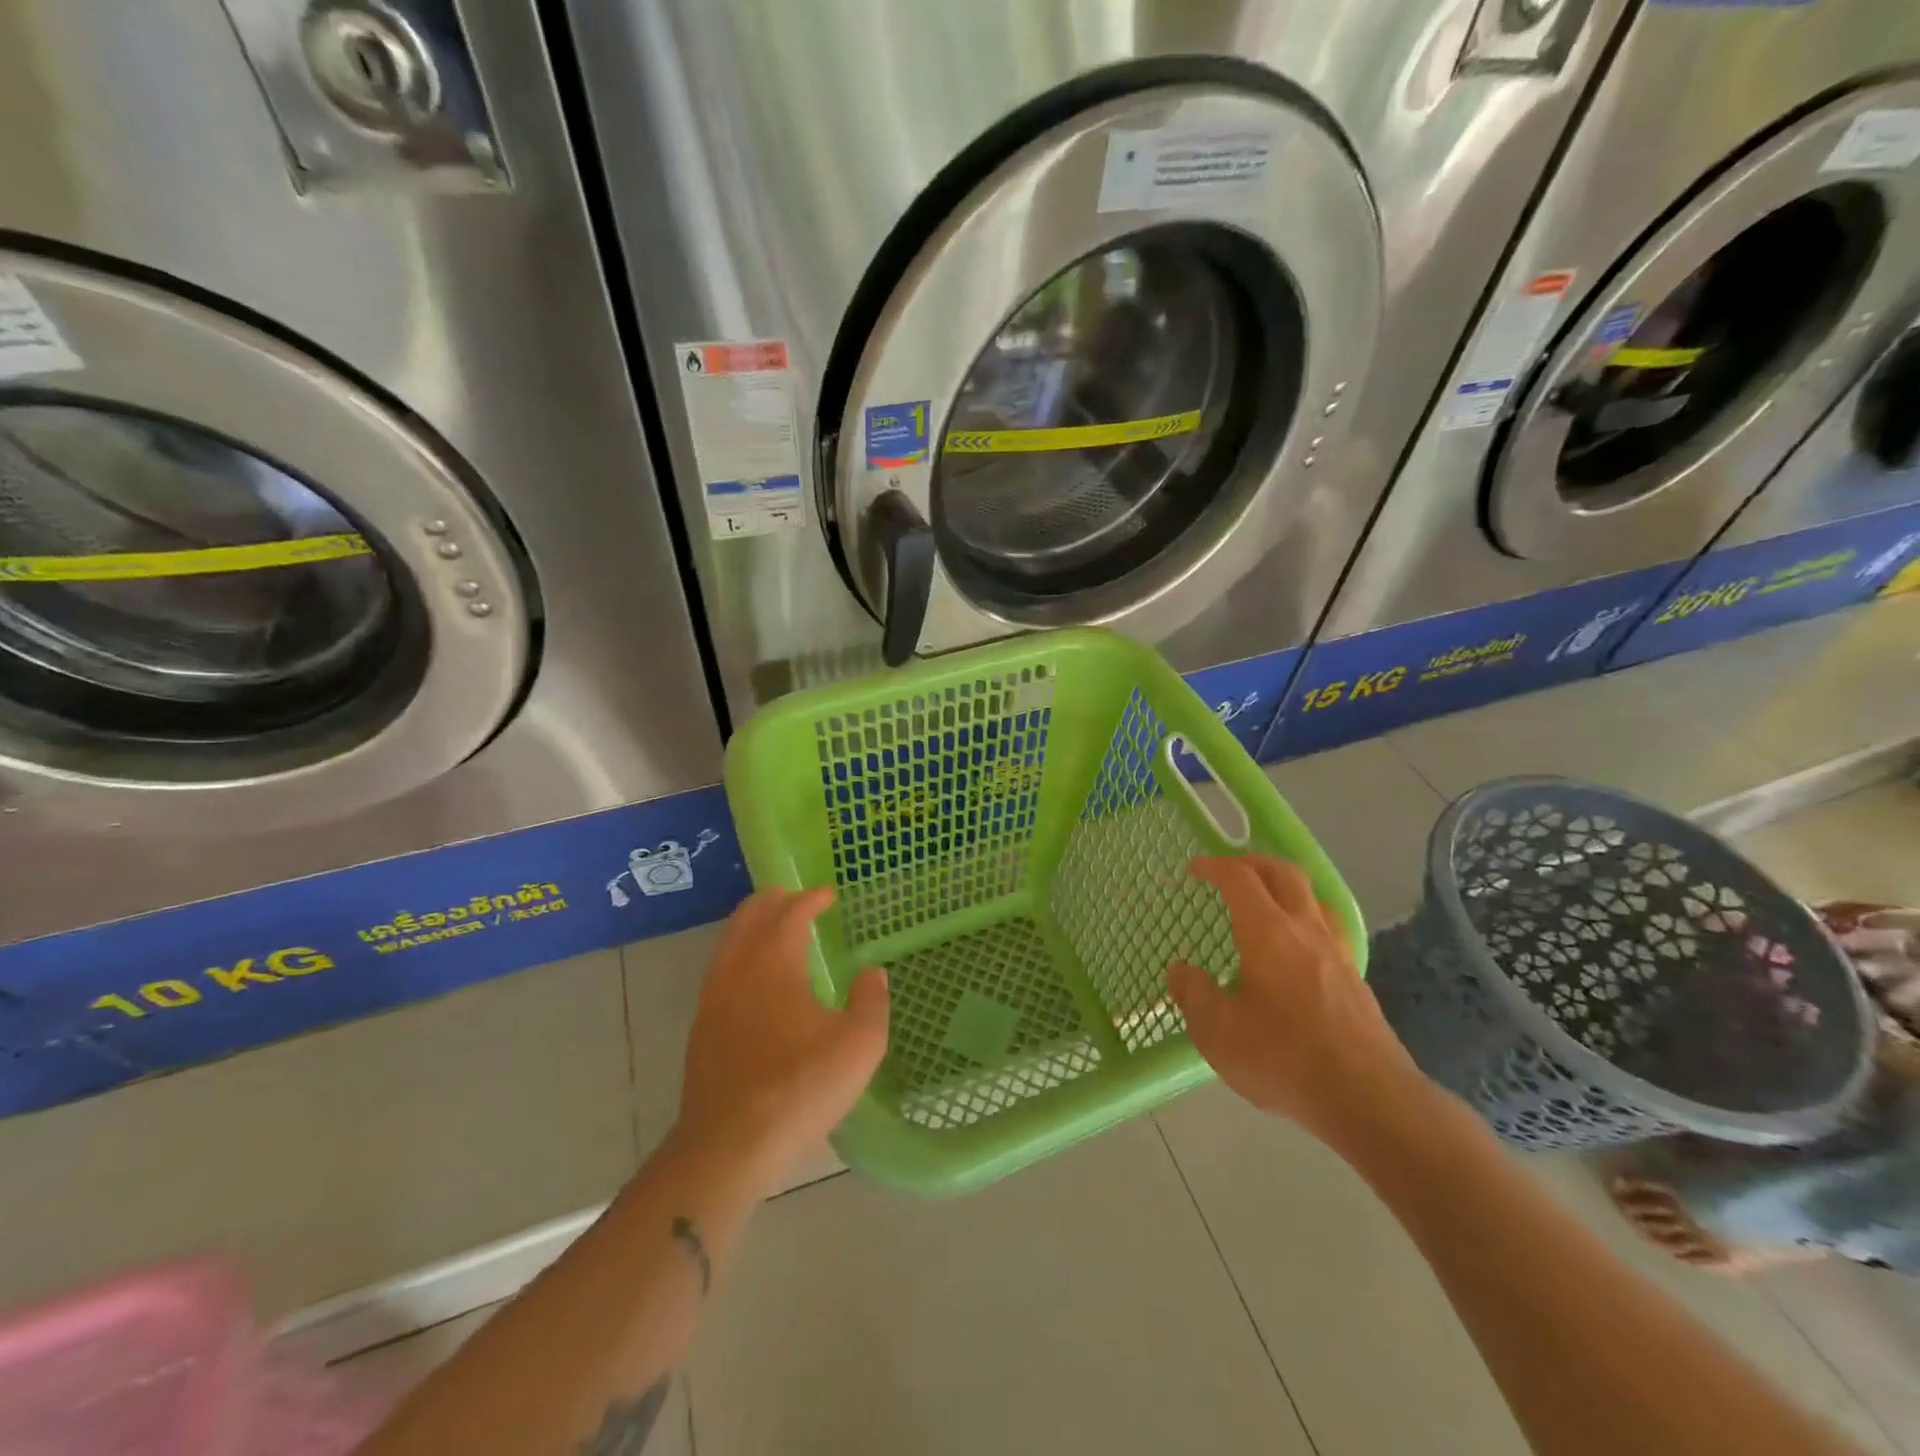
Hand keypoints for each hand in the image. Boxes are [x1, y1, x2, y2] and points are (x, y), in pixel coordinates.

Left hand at [674, 888, 888, 1194]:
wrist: (728, 1146)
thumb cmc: (800, 1088)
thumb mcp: (859, 1045)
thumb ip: (871, 1000)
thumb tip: (873, 973)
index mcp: (775, 962)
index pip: (791, 912)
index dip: (811, 899)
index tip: (828, 896)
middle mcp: (738, 968)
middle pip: (751, 916)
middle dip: (776, 901)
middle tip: (800, 901)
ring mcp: (713, 997)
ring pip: (730, 941)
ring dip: (754, 925)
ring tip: (777, 932)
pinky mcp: (701, 1027)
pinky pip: (720, 969)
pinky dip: (740, 954)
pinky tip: (754, 980)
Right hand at [1168, 855, 1429, 1150]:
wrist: (1368, 1098)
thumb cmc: (1283, 1057)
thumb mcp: (1218, 1031)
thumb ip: (1194, 994)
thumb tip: (1181, 971)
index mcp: (1267, 932)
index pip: (1239, 879)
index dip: (1215, 866)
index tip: (1194, 869)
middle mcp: (1305, 930)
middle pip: (1284, 873)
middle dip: (1254, 862)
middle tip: (1230, 870)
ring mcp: (1336, 953)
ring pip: (1312, 898)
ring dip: (1285, 887)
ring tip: (1266, 901)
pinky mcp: (1355, 979)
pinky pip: (1329, 929)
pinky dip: (1306, 919)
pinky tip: (1297, 947)